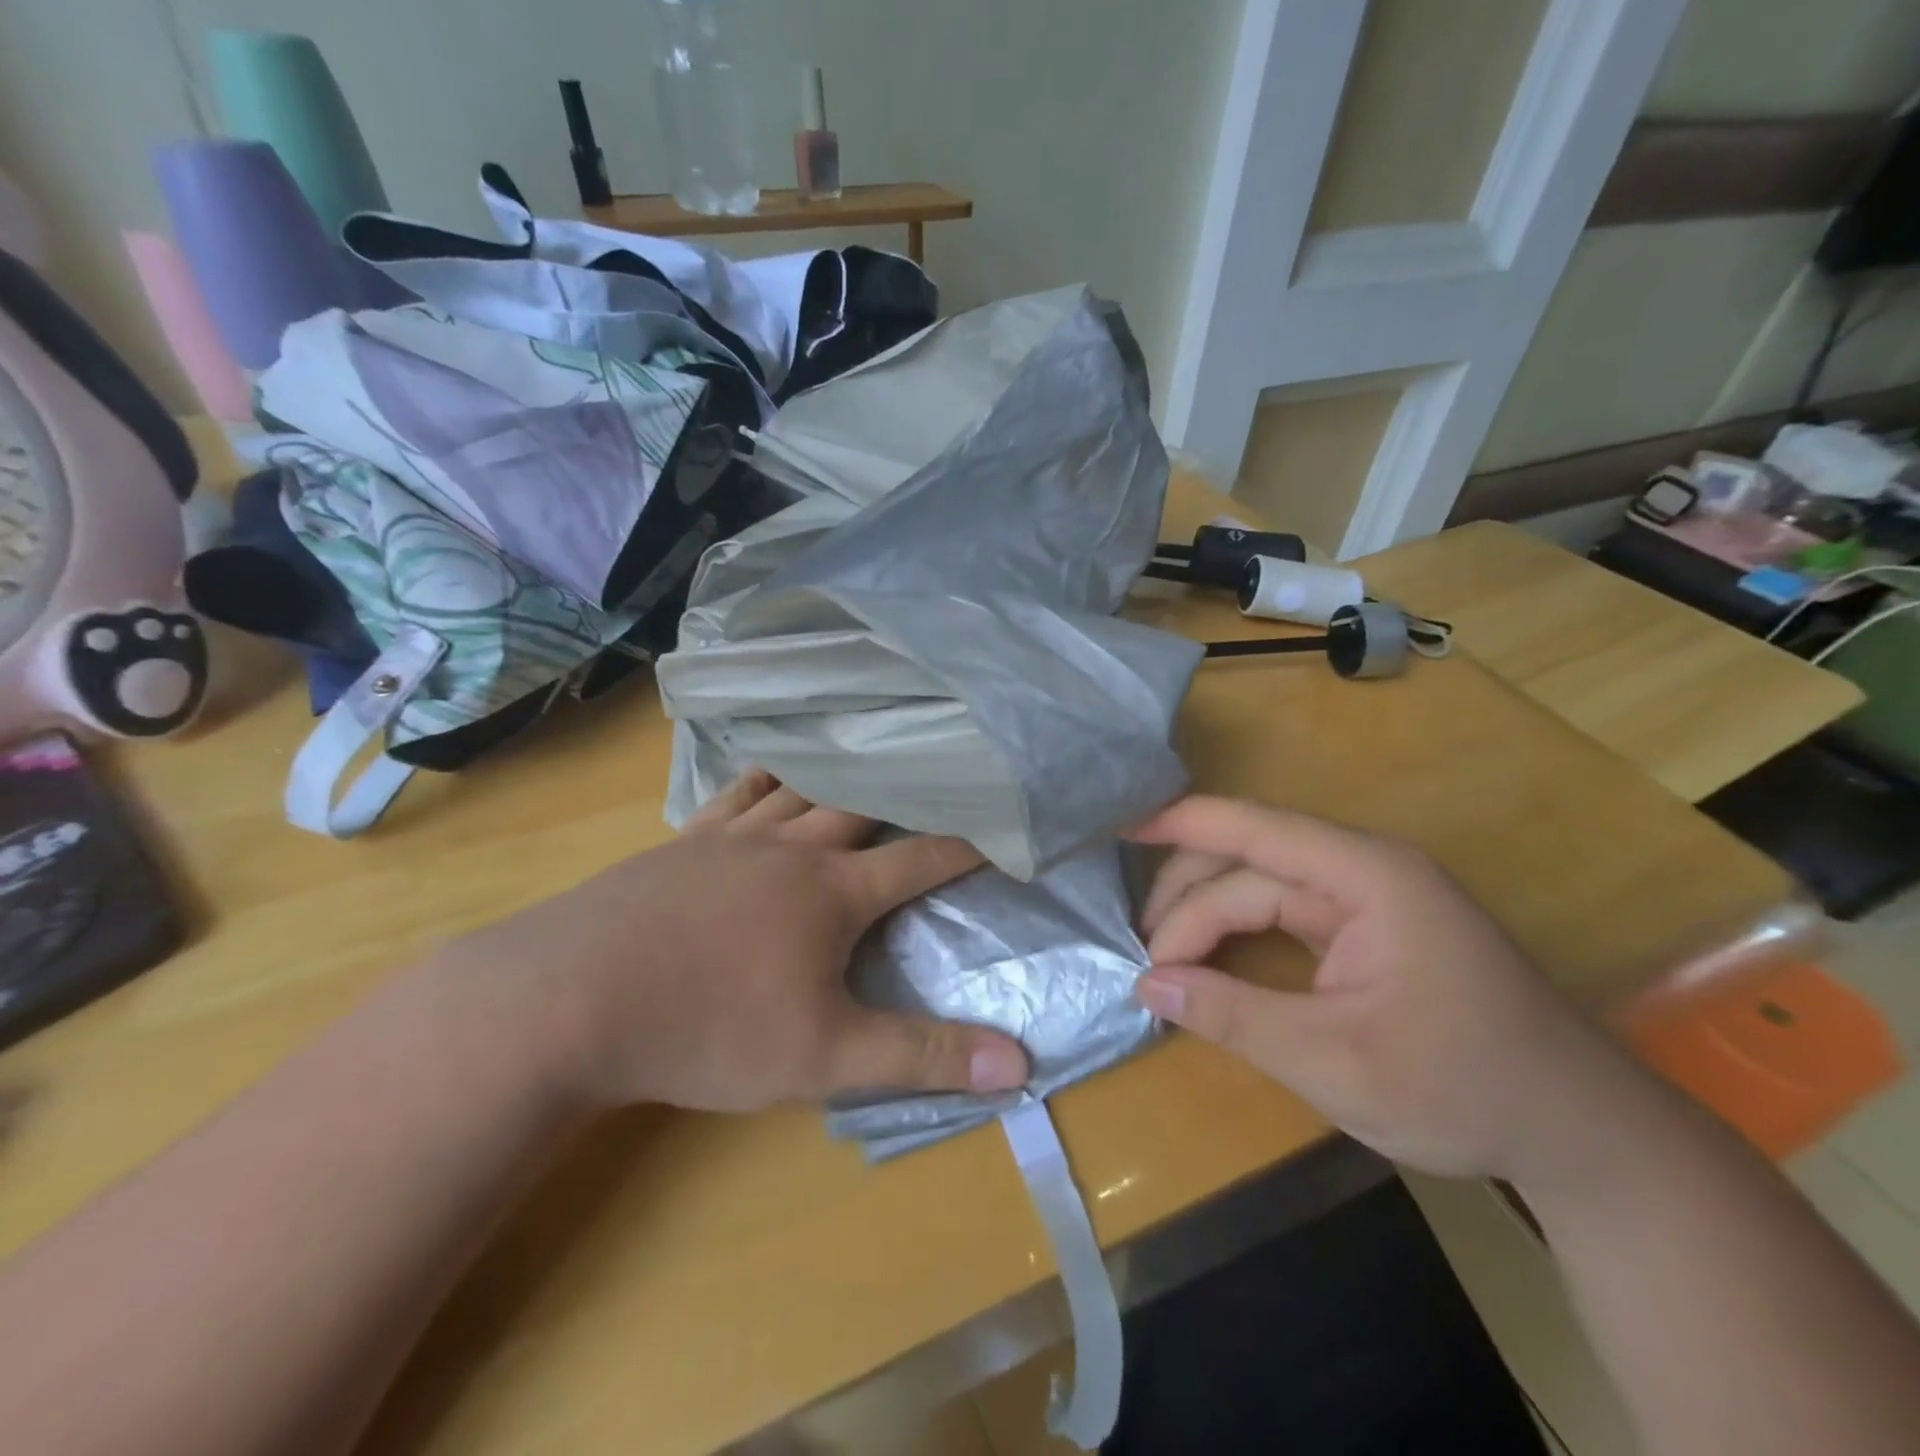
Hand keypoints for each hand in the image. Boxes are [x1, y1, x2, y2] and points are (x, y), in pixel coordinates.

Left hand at [446, 771, 1028, 1112]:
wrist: (567, 1000)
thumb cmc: (707, 1029)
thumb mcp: (824, 1057)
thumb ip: (922, 1056)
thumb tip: (1019, 1064)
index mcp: (833, 891)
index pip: (920, 859)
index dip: (968, 846)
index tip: (1003, 827)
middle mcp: (790, 848)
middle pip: (863, 806)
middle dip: (908, 795)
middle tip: (940, 778)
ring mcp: (731, 837)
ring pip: (803, 789)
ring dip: (841, 777)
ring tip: (868, 760)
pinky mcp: (683, 842)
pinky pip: (738, 792)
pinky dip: (768, 777)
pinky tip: (771, 773)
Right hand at [1129, 796, 1644, 1187]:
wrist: (1581, 1134)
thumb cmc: (1463, 1087)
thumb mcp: (1334, 1060)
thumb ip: (1232, 1015)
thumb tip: (1146, 983)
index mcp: (1365, 874)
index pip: (1252, 829)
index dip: (1179, 823)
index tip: (1115, 831)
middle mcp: (1362, 869)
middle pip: (1248, 861)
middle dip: (1186, 899)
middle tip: (1142, 956)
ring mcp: (1366, 898)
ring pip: (1260, 887)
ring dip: (1206, 917)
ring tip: (1163, 964)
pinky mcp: (1366, 929)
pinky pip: (1282, 914)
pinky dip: (1237, 934)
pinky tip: (1206, 960)